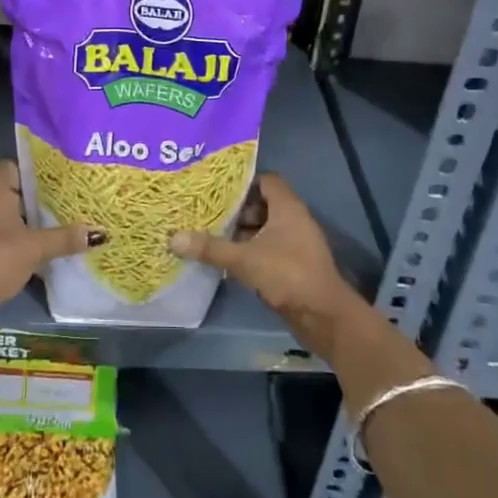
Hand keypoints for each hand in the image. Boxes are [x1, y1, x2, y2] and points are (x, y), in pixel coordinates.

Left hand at [0, 159, 96, 315]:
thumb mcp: (35, 248)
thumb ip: (64, 238)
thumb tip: (98, 233)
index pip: (15, 167)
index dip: (35, 178)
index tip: (55, 192)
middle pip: (5, 189)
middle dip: (27, 202)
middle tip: (54, 213)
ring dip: (11, 221)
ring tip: (38, 234)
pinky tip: (15, 253)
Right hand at [170, 173, 370, 356]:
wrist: (324, 316)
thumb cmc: (287, 274)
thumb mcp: (244, 259)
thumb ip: (210, 248)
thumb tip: (173, 238)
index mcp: (287, 207)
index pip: (266, 180)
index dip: (242, 182)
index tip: (216, 188)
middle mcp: (294, 220)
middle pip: (262, 204)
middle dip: (236, 209)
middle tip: (207, 212)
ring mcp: (296, 243)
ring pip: (264, 228)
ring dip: (242, 232)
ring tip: (211, 234)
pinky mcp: (294, 264)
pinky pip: (268, 248)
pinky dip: (250, 250)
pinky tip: (227, 258)